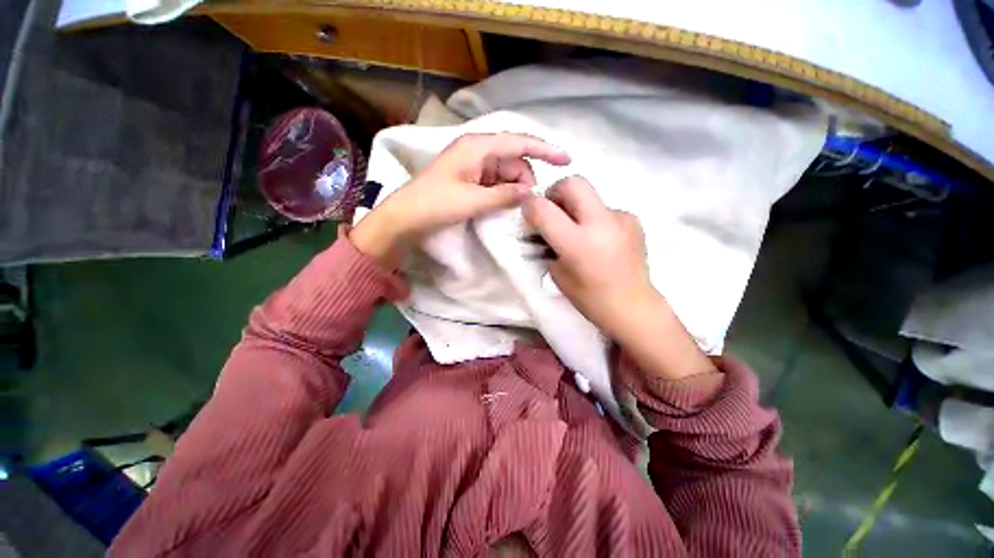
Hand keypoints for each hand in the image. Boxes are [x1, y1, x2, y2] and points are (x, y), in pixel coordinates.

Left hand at [352, 133, 570, 265]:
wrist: (405, 218)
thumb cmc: (435, 205)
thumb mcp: (473, 201)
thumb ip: (504, 195)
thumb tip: (531, 192)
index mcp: (477, 147)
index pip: (519, 142)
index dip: (545, 149)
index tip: (566, 160)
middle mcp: (477, 150)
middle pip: (514, 159)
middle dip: (525, 178)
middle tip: (528, 204)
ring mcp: (472, 164)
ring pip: (505, 172)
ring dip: (514, 188)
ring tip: (514, 208)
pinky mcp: (469, 178)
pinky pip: (495, 181)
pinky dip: (503, 192)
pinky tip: (504, 205)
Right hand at [522, 176, 652, 334]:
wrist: (634, 307)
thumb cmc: (590, 299)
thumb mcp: (557, 273)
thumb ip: (546, 244)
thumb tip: (541, 226)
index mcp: (578, 243)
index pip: (544, 209)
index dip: (529, 205)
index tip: (528, 212)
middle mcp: (601, 223)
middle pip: (573, 182)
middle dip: (556, 192)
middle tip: (552, 212)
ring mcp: (621, 218)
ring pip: (590, 194)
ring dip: (576, 207)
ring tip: (578, 231)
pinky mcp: (632, 219)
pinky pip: (604, 209)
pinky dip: (594, 218)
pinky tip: (599, 239)